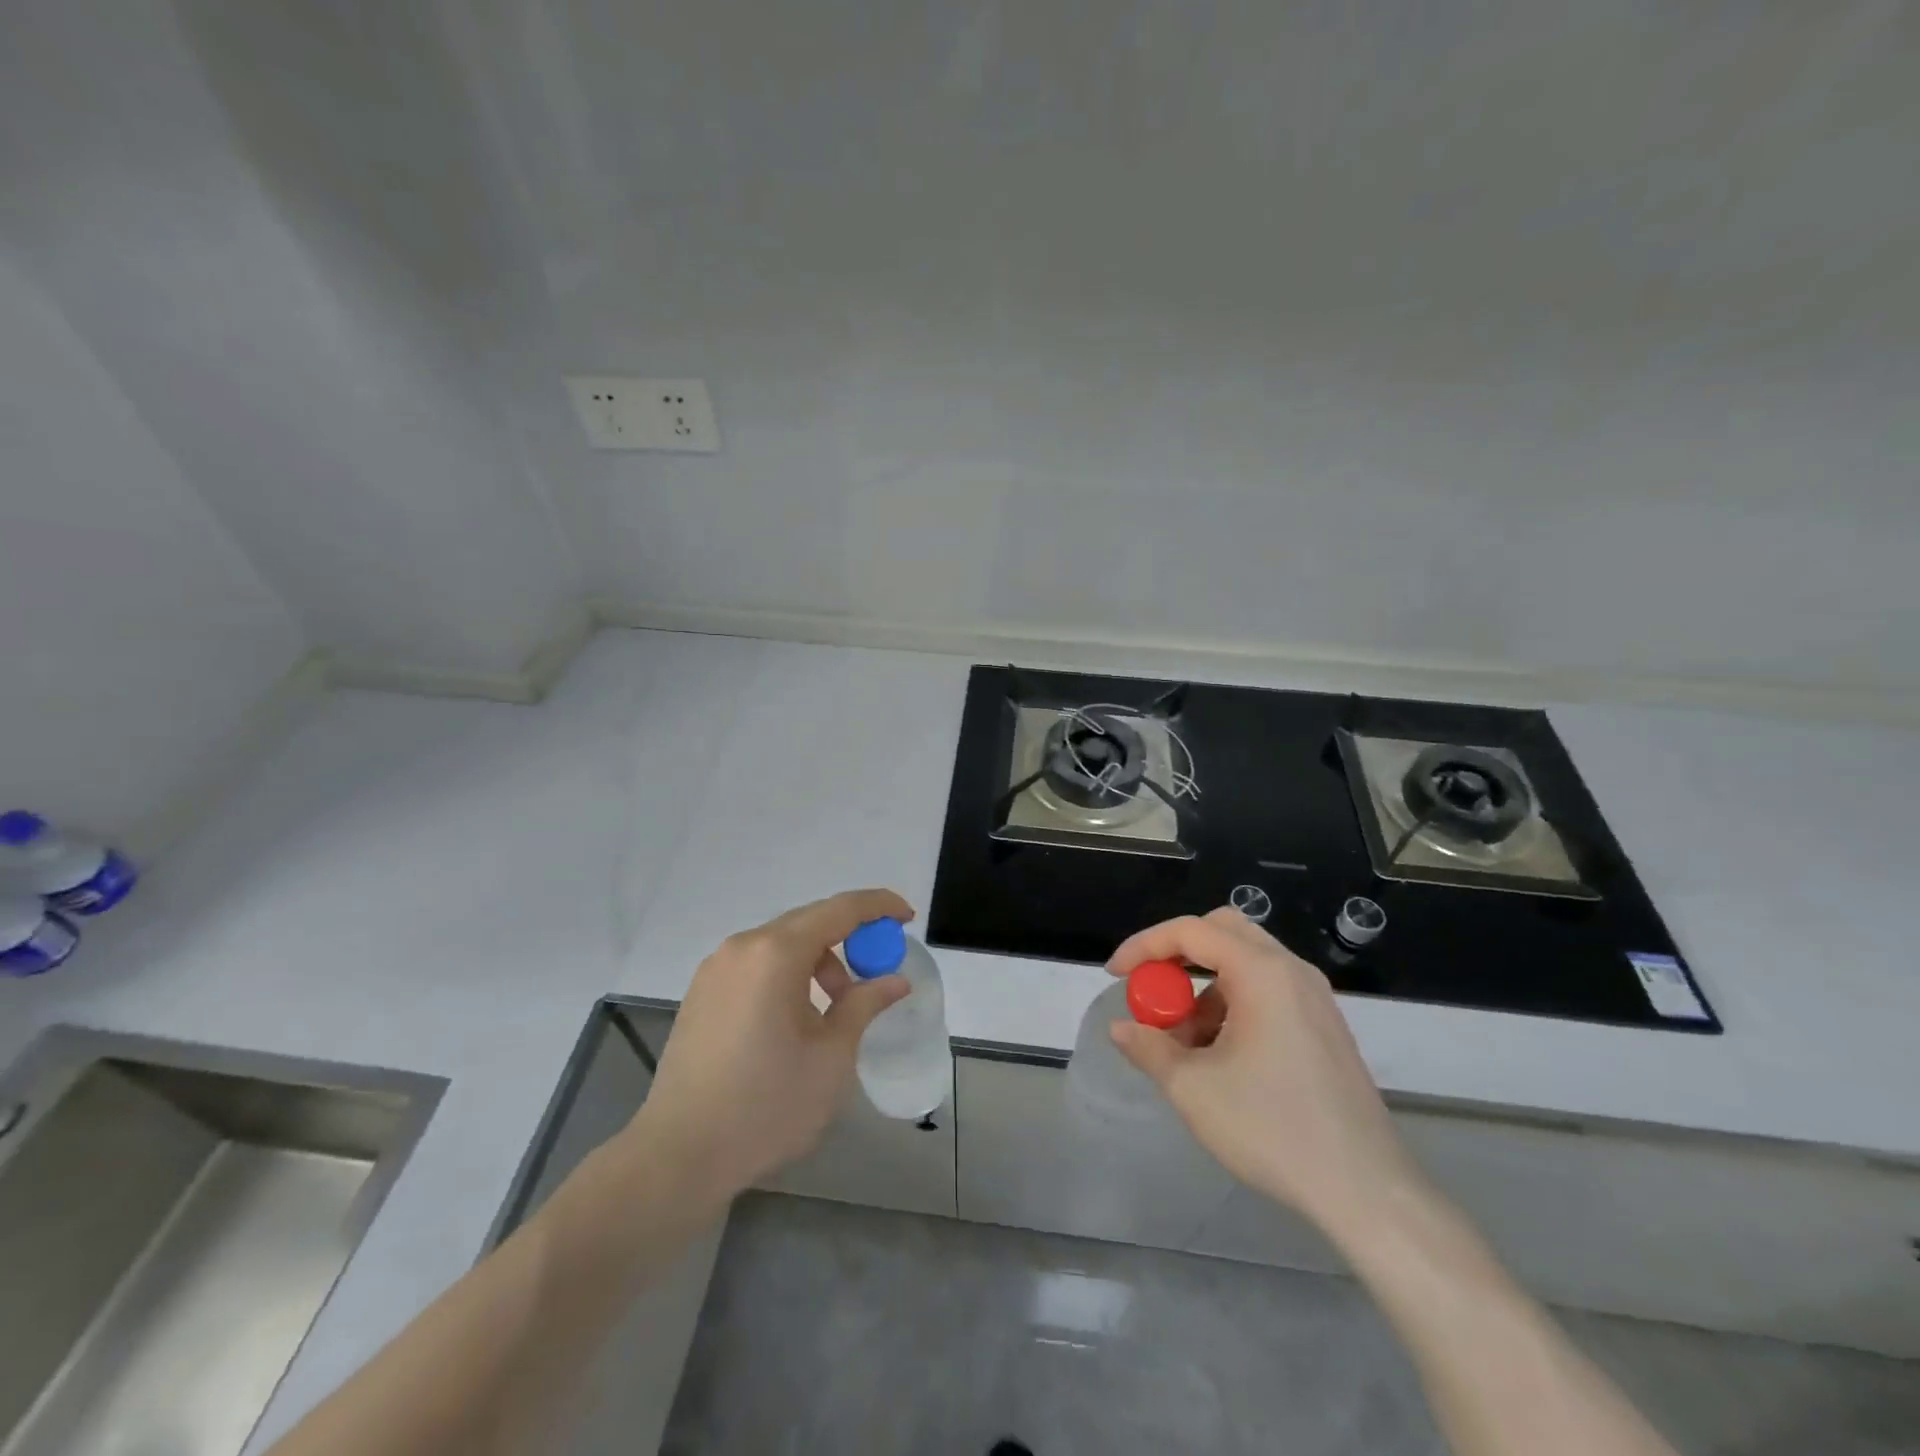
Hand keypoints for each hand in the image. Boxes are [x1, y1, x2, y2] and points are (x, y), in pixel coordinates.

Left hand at [631, 889, 912, 1201]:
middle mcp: (742, 947)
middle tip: (876, 972)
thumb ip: (865, 1005)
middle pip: (809, 923)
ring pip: (781, 944)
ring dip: (817, 962)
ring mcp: (716, 969)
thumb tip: (895, 980)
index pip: (839, 909)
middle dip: (849, 939)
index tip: (907, 918)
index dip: (878, 907)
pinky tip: (795, 1019)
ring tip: (834, 1009)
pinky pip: (757, 965)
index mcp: (776, 953)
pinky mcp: (701, 993)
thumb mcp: (831, 1056)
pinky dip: (788, 974)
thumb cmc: (766, 1105)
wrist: (678, 1156)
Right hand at [1107, 907, 1428, 1238]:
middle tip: (1153, 989)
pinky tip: (1219, 1055)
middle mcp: (1291, 971)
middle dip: (1178, 954)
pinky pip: (1266, 990)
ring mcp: (1313, 997)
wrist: (1365, 1190)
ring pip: (1245, 963)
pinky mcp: (1323, 1025)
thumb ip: (1150, 1048)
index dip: (1144, 946)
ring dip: (1204, 985)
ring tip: (1183, 1041)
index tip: (1115, 976)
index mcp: (1262, 972)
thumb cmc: (1272, 1128)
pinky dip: (1232, 1004)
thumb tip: (1121, 1029)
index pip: (1191, 931)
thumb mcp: (1193, 1089)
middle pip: (1222, 931)